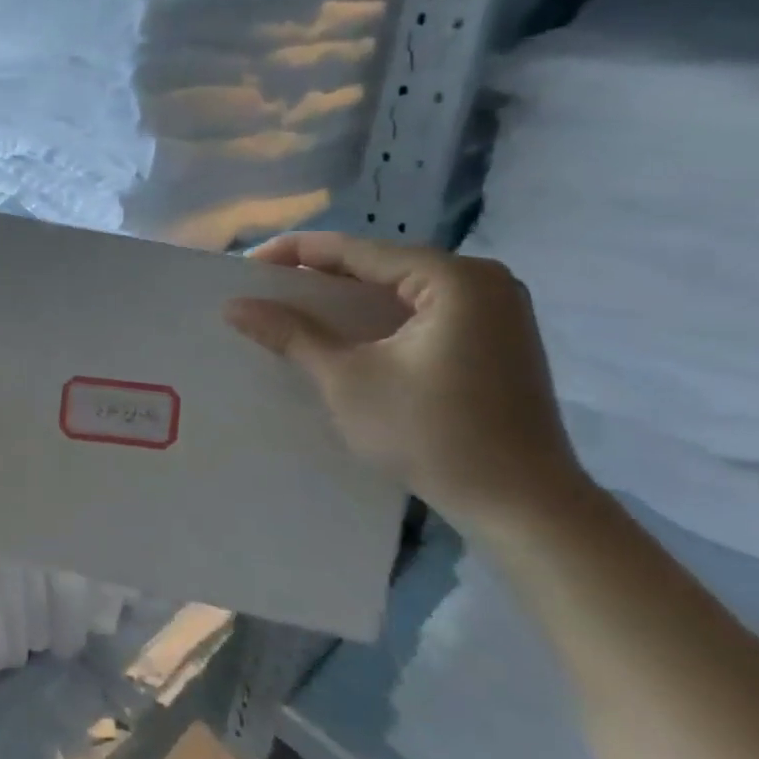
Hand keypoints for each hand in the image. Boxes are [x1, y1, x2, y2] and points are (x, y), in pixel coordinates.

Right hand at [223, 233, 585, 534]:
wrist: (524, 507)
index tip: (245, 268)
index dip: (294, 254)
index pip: (357, 250)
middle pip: (380, 265)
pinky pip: (421, 311)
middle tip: (265, 290)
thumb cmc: (432, 434)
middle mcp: (482, 280)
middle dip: (319, 277)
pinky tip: (345, 334)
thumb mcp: (348, 379)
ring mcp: (496, 310)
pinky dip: (378, 318)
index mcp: (453, 278)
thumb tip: (234, 306)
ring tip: (294, 310)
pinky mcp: (496, 339)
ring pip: (399, 289)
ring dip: (347, 300)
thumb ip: (291, 334)